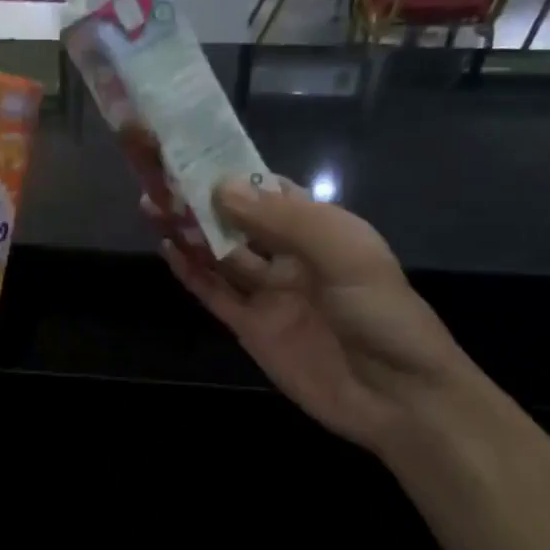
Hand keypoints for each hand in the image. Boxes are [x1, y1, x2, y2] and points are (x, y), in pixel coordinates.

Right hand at [151, 179, 474, 453]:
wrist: (399, 398)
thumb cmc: (381, 314)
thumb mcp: (345, 254)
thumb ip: (284, 220)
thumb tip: (221, 186)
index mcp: (319, 227)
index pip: (268, 188)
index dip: (232, 171)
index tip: (190, 151)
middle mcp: (289, 254)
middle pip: (236, 219)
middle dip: (200, 198)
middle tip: (157, 177)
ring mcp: (268, 292)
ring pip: (219, 253)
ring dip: (188, 230)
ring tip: (150, 205)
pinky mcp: (251, 328)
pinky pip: (214, 293)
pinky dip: (191, 272)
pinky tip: (168, 249)